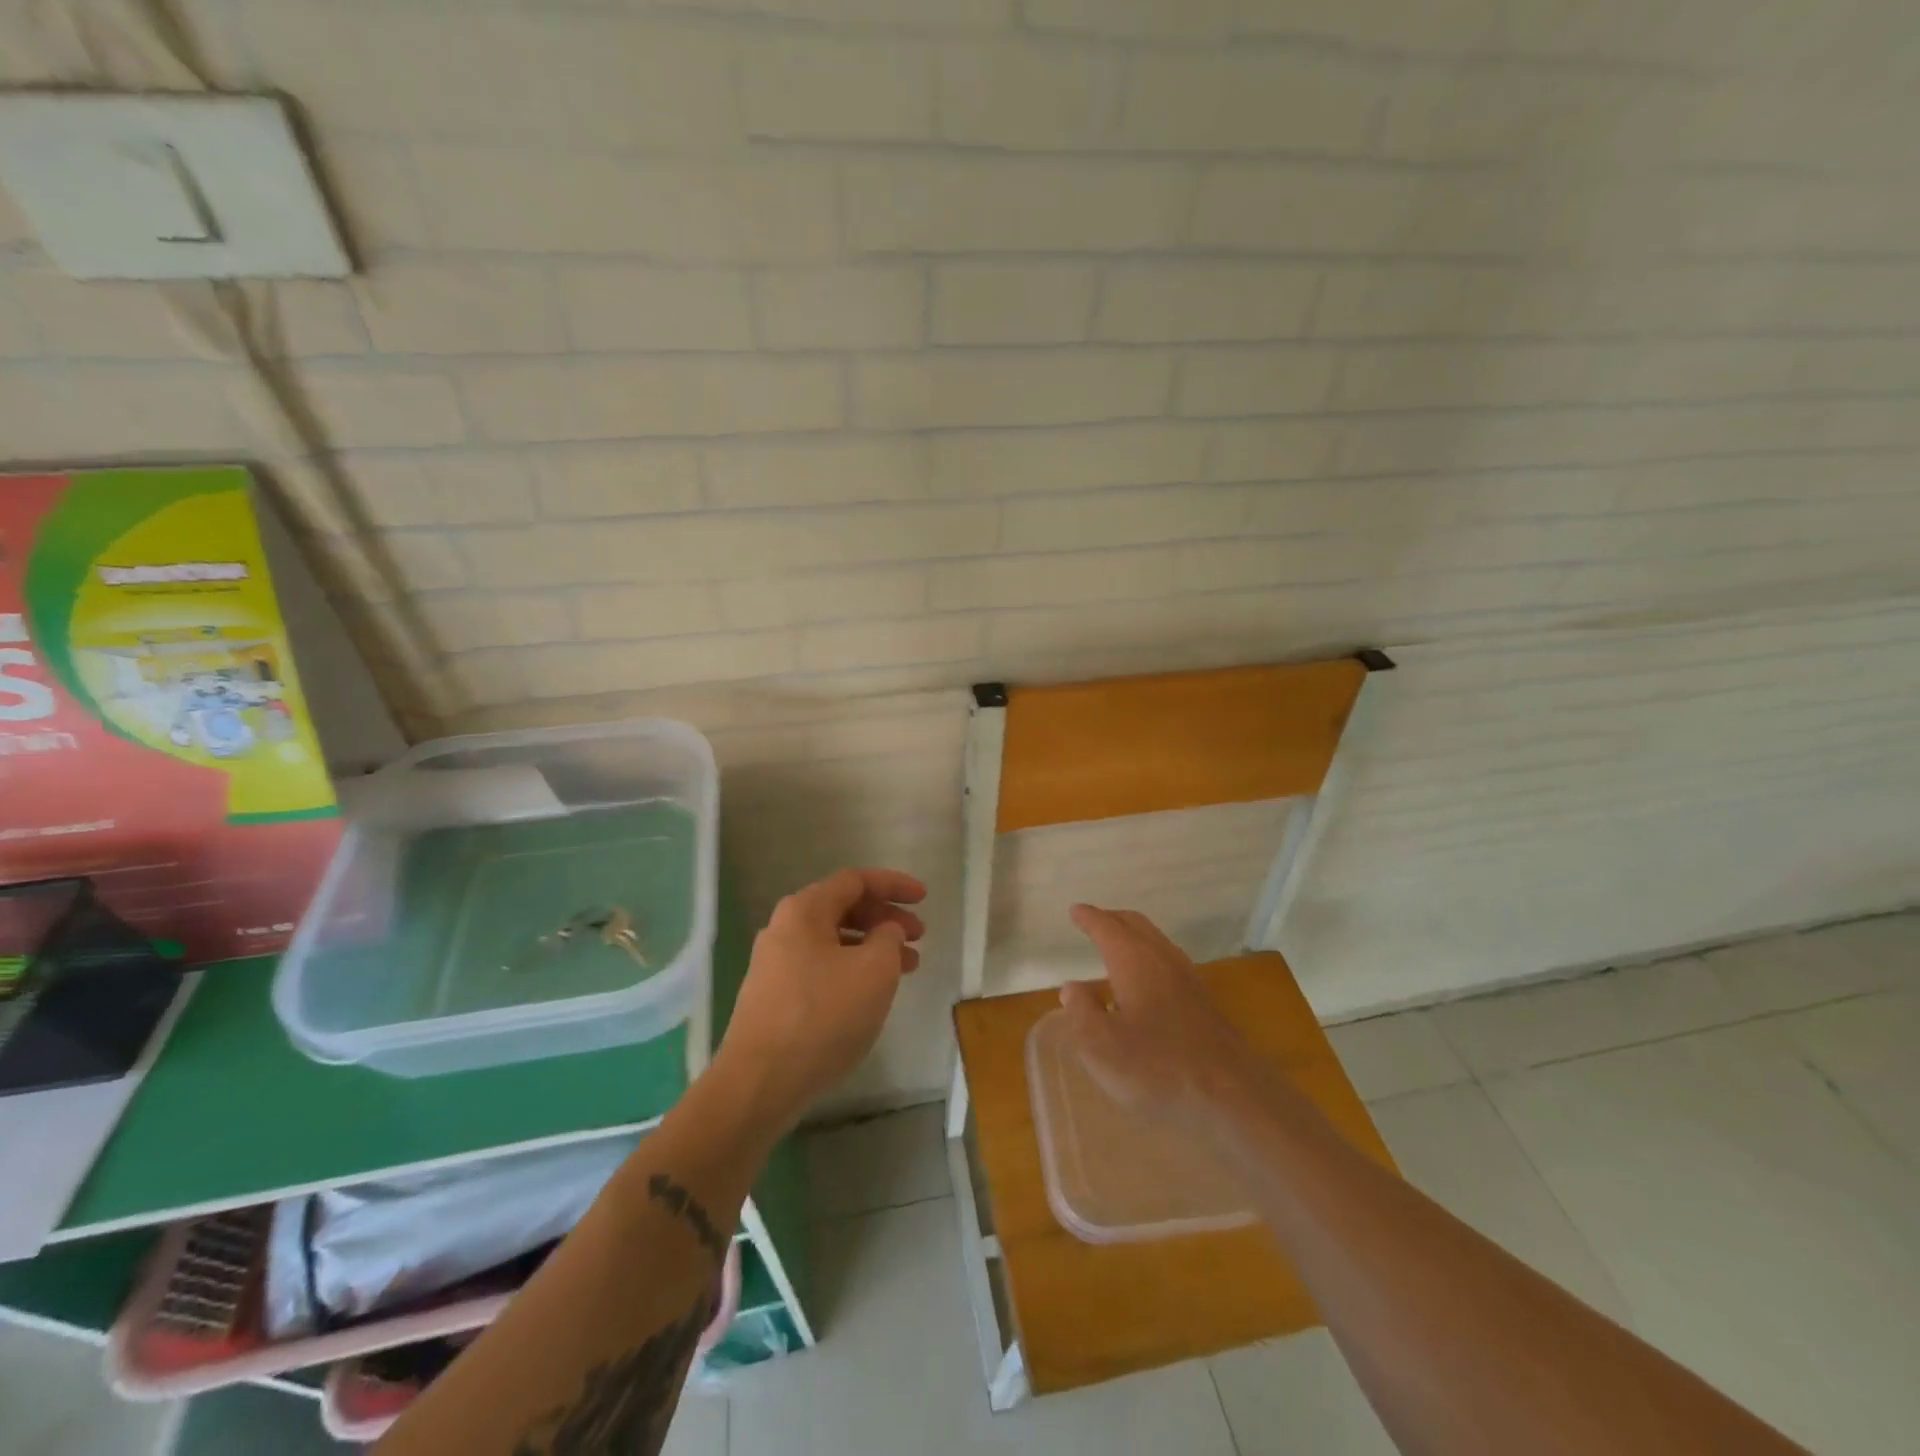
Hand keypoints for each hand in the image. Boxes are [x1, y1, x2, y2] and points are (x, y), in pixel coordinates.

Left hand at [713, 868, 925, 1134]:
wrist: (760, 1083)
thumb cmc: (823, 1016)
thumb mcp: (874, 970)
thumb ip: (888, 937)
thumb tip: (884, 930)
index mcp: (804, 910)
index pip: (855, 881)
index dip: (893, 885)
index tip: (924, 899)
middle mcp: (784, 928)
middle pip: (843, 908)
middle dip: (885, 918)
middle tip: (919, 937)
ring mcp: (775, 964)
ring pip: (834, 941)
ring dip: (873, 947)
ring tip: (907, 968)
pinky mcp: (774, 996)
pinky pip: (822, 967)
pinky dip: (852, 969)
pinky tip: (872, 993)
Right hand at [1059, 905, 1264, 1121]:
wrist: (1232, 1094)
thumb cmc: (1157, 1067)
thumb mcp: (1101, 1046)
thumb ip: (1082, 1012)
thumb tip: (1073, 988)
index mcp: (1134, 961)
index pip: (1107, 928)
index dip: (1089, 918)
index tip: (1075, 911)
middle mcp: (1162, 959)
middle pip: (1135, 925)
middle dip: (1112, 919)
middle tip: (1093, 920)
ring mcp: (1188, 979)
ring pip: (1155, 941)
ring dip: (1133, 935)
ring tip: (1116, 945)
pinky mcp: (1203, 1001)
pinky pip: (1168, 960)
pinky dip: (1148, 955)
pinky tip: (1145, 981)